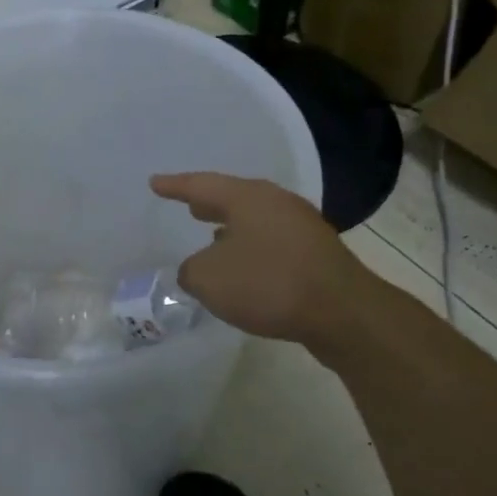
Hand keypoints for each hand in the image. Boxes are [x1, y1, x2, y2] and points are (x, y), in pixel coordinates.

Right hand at [151, 173, 369, 354]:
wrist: (342, 312)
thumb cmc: (268, 284)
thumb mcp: (209, 279)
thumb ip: (191, 270)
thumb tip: (198, 269)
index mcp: (248, 197)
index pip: (201, 185)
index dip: (175, 186)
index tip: (155, 183)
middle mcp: (276, 202)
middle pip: (234, 198)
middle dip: (209, 203)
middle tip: (189, 205)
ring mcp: (302, 227)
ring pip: (256, 220)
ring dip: (233, 228)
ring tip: (213, 237)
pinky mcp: (317, 254)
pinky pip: (273, 243)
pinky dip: (253, 249)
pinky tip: (246, 267)